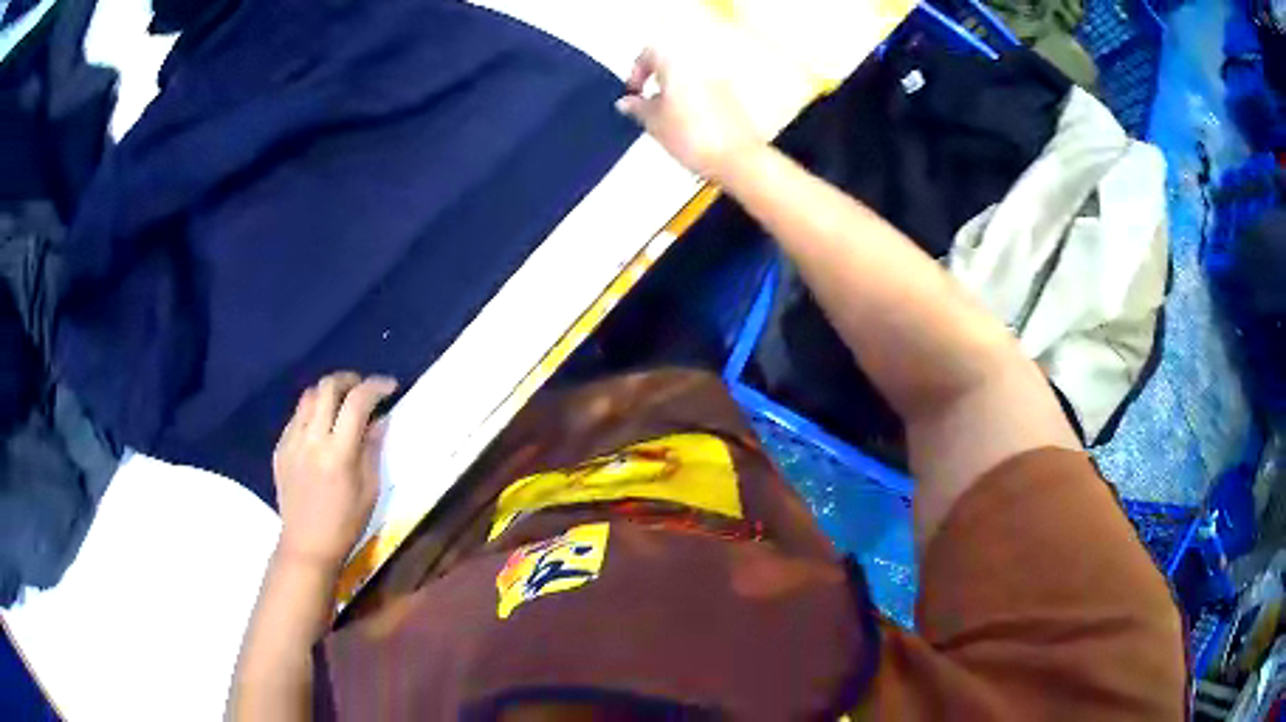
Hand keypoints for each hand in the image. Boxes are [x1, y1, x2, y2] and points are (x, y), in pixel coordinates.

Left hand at [272, 372, 397, 570]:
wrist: (306, 545)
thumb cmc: (345, 523)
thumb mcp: (369, 490)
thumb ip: (372, 450)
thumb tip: (379, 420)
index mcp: (338, 453)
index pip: (357, 402)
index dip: (376, 387)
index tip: (390, 386)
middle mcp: (312, 439)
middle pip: (327, 387)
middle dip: (349, 379)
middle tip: (363, 389)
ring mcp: (291, 441)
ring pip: (308, 396)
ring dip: (328, 392)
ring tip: (341, 403)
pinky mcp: (280, 448)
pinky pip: (296, 416)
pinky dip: (312, 412)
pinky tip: (321, 428)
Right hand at [615, 47, 763, 181]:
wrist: (735, 159)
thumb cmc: (697, 139)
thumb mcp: (653, 123)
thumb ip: (637, 108)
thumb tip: (628, 102)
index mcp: (677, 65)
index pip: (649, 52)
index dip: (636, 71)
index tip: (633, 91)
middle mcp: (701, 68)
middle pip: (672, 67)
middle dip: (657, 85)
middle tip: (648, 108)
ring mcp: (720, 84)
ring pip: (690, 82)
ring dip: (676, 96)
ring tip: (669, 124)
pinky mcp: (733, 101)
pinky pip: (707, 96)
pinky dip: (695, 106)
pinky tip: (691, 130)